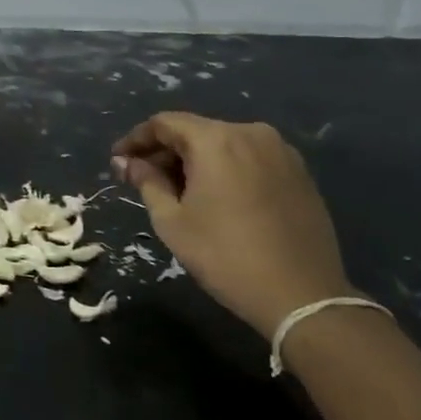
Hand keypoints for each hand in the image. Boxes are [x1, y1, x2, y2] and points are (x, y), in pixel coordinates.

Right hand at [112, 112, 353, 337]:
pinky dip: (224, 169)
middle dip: (165, 152)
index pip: (164, 123)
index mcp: (216, 140)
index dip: (135, 140)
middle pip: (195, 131)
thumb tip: (126, 162)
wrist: (302, 296)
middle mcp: (251, 133)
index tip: (118, 161)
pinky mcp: (299, 172)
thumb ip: (146, 182)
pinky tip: (214, 197)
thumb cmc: (225, 256)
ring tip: (177, 191)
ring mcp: (280, 152)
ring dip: (195, 161)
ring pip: (223, 144)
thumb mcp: (172, 220)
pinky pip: (249, 158)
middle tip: (142, 179)